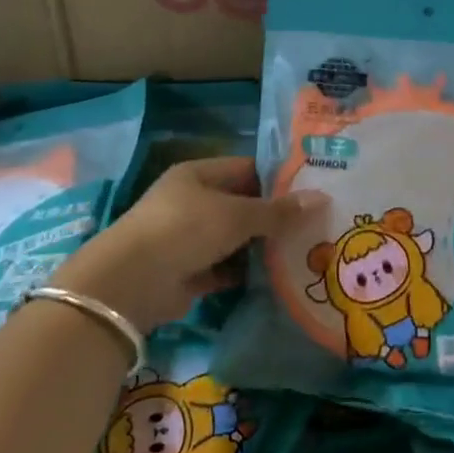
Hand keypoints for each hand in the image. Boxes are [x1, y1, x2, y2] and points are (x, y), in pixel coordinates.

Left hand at [51, 157, 324, 331]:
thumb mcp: (237, 215)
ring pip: (236, 238)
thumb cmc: (185, 230)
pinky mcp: (189, 271)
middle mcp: (193, 202)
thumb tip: (322, 199)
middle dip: (275, 216)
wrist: (131, 283)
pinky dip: (248, 272)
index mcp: (199, 175)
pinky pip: (227, 267)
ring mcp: (189, 238)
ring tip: (306, 249)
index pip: (247, 169)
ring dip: (263, 246)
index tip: (313, 189)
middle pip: (243, 205)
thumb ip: (279, 211)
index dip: (279, 178)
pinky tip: (280, 276)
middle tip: (317, 222)